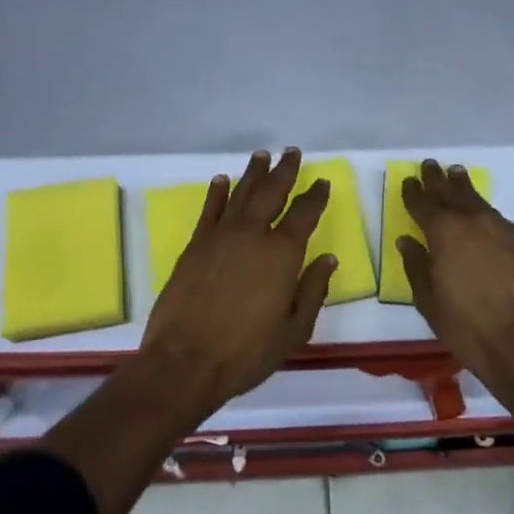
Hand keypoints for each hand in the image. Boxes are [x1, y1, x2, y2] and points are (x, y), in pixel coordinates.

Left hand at [140, 147, 334, 421]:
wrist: (184, 362)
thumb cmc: (246, 352)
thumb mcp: (293, 331)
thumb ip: (313, 291)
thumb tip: (328, 259)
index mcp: (282, 253)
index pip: (304, 214)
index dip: (315, 196)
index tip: (322, 182)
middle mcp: (253, 234)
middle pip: (272, 192)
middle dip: (285, 170)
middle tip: (292, 152)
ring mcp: (220, 236)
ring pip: (241, 193)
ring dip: (254, 173)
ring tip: (262, 155)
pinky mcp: (195, 245)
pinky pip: (210, 209)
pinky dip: (218, 192)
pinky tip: (222, 180)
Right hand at [398, 159, 513, 398]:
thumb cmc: (467, 327)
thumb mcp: (428, 301)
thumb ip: (416, 266)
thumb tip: (407, 241)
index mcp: (444, 233)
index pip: (423, 203)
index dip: (414, 192)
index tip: (409, 180)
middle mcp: (474, 222)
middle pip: (451, 192)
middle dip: (438, 179)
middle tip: (430, 165)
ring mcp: (504, 230)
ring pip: (479, 201)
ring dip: (464, 188)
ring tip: (457, 174)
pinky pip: (500, 221)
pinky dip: (486, 215)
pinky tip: (485, 218)